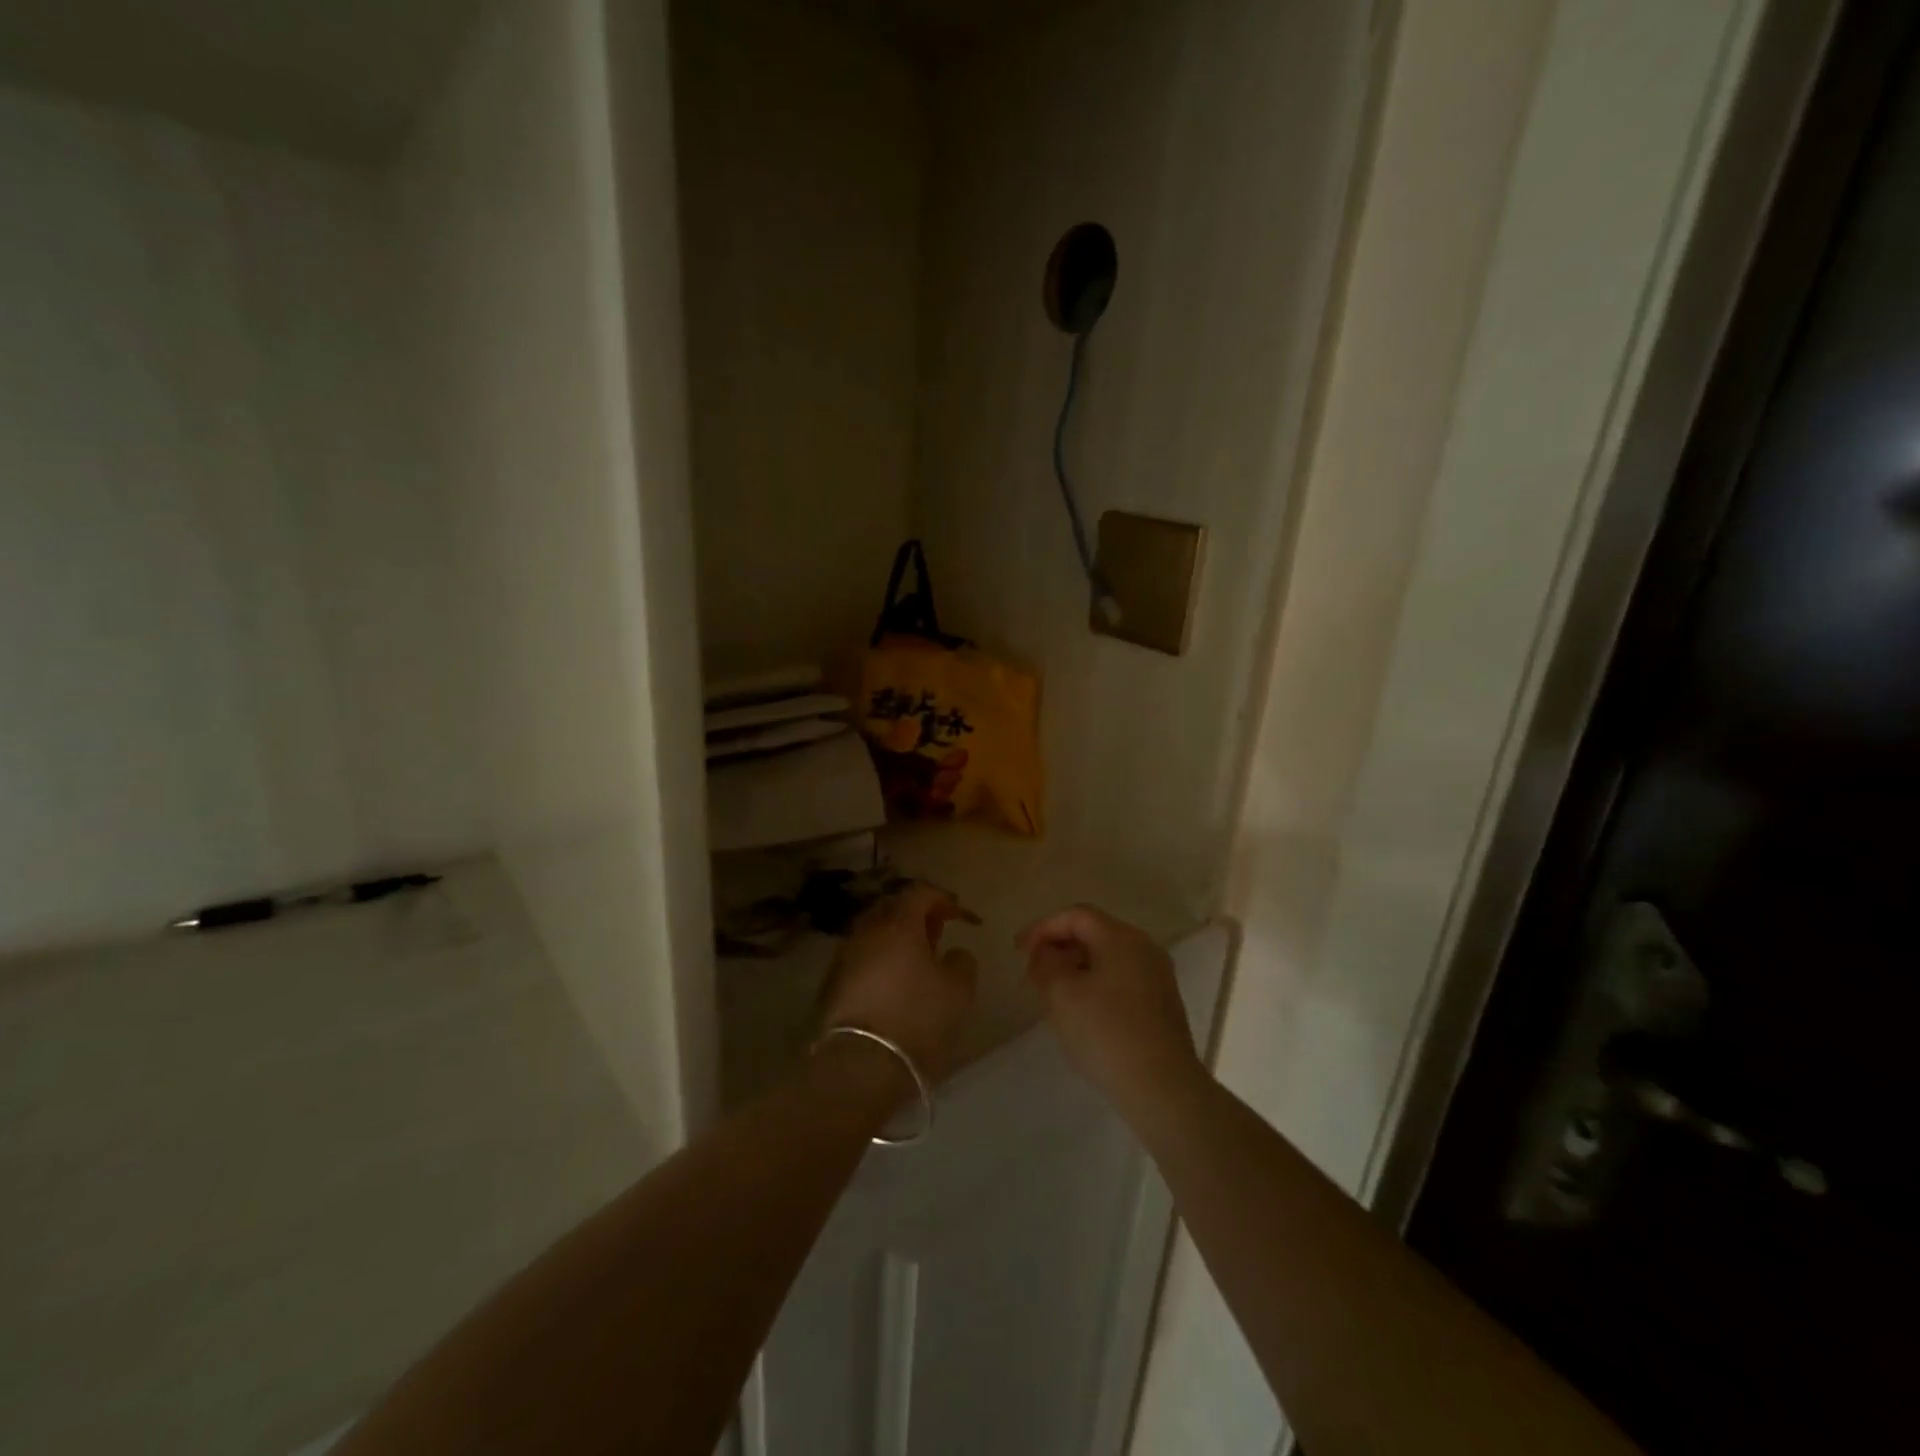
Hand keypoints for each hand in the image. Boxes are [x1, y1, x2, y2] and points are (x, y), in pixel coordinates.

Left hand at [821, 883, 977, 1082]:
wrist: (861, 1065)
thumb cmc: (917, 1018)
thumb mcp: (958, 991)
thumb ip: (962, 962)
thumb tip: (955, 953)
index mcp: (898, 923)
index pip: (920, 892)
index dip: (943, 899)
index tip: (959, 917)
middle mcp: (867, 931)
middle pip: (893, 909)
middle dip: (917, 916)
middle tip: (937, 935)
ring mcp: (845, 956)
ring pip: (874, 934)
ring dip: (896, 940)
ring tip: (917, 962)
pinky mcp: (832, 984)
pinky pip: (862, 958)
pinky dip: (880, 961)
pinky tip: (893, 983)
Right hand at [1019, 905, 1203, 1117]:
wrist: (1162, 1088)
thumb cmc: (1106, 1033)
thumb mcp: (1061, 994)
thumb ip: (1045, 964)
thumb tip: (1044, 953)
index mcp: (1121, 937)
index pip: (1075, 915)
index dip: (1043, 927)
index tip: (1018, 950)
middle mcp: (1144, 948)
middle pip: (1094, 933)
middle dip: (1059, 948)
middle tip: (1033, 972)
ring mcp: (1157, 977)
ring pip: (1107, 959)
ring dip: (1076, 968)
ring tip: (1052, 994)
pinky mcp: (1162, 1004)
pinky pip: (1120, 980)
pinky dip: (1095, 985)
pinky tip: (1081, 1013)